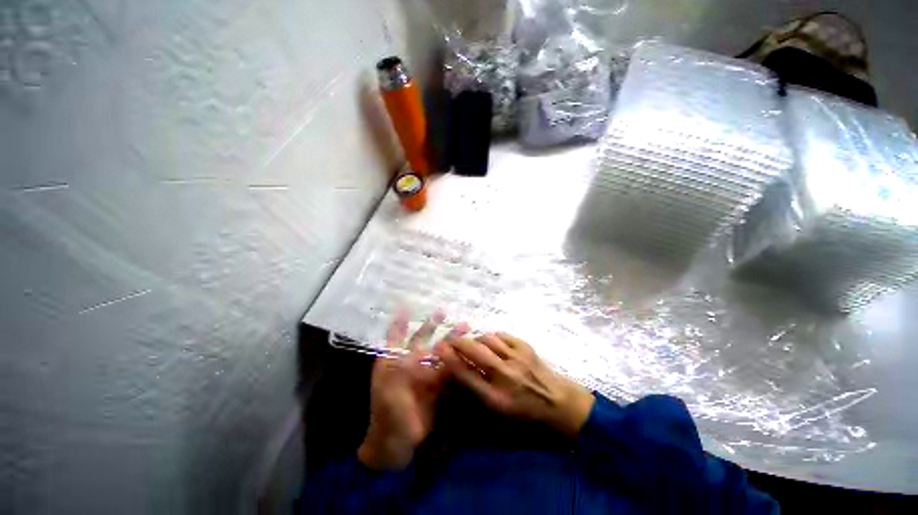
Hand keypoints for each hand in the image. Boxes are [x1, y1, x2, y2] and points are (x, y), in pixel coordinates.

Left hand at [358, 311, 468, 470]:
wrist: (396, 443)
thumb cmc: (387, 414)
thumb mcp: (389, 389)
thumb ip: (403, 367)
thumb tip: (417, 348)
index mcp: (394, 361)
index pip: (397, 335)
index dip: (400, 321)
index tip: (406, 305)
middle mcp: (410, 363)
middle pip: (422, 338)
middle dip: (432, 325)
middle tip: (443, 312)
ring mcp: (424, 373)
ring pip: (439, 351)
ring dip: (450, 339)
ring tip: (464, 326)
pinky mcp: (437, 385)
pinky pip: (448, 368)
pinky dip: (457, 359)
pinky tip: (468, 351)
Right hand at [439, 332, 594, 437]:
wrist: (561, 405)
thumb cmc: (527, 416)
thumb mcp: (499, 417)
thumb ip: (477, 397)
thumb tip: (457, 376)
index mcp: (496, 399)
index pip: (465, 375)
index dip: (449, 360)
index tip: (438, 349)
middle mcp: (505, 376)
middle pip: (474, 351)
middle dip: (457, 342)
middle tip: (449, 340)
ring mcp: (517, 359)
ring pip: (487, 339)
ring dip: (475, 339)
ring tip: (471, 342)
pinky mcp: (526, 348)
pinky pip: (502, 335)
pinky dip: (492, 336)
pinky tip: (490, 341)